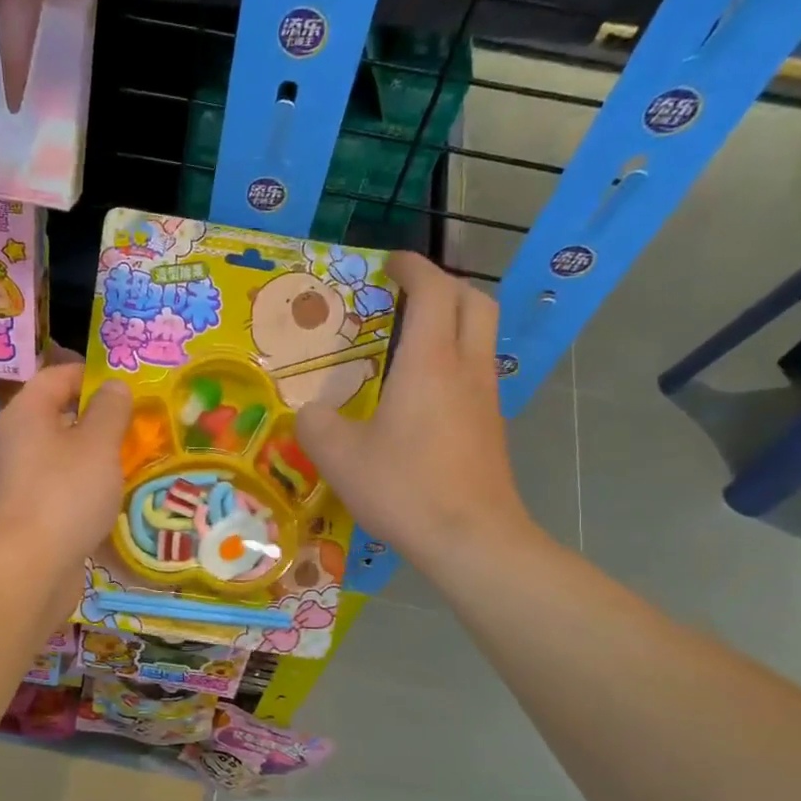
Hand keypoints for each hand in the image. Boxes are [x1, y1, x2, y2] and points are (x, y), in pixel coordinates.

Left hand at [0, 359, 130, 592]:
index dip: (92, 375)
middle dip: (97, 418)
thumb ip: (110, 410)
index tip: (127, 387)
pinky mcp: (25, 513)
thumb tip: (113, 386)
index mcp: (25, 413)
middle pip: (57, 415)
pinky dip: (82, 486)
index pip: (57, 376)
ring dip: (92, 455)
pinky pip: (58, 486)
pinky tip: (107, 499)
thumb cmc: (66, 495)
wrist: (29, 568)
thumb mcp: (99, 444)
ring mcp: (17, 479)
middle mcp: (13, 441)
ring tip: (128, 463)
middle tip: (136, 426)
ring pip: (59, 454)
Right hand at [296, 251, 539, 574]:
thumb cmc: (404, 488)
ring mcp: (485, 399)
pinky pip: (476, 373)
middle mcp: (466, 368)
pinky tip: (422, 395)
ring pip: (480, 337)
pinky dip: (453, 361)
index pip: (433, 290)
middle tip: (408, 295)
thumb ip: (315, 425)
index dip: (414, 266)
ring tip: (411, 342)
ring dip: (453, 323)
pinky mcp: (491, 428)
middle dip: (444, 285)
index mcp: (430, 362)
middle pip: (474, 301)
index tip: (391, 262)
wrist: (470, 538)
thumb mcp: (339, 457)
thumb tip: (310, 414)